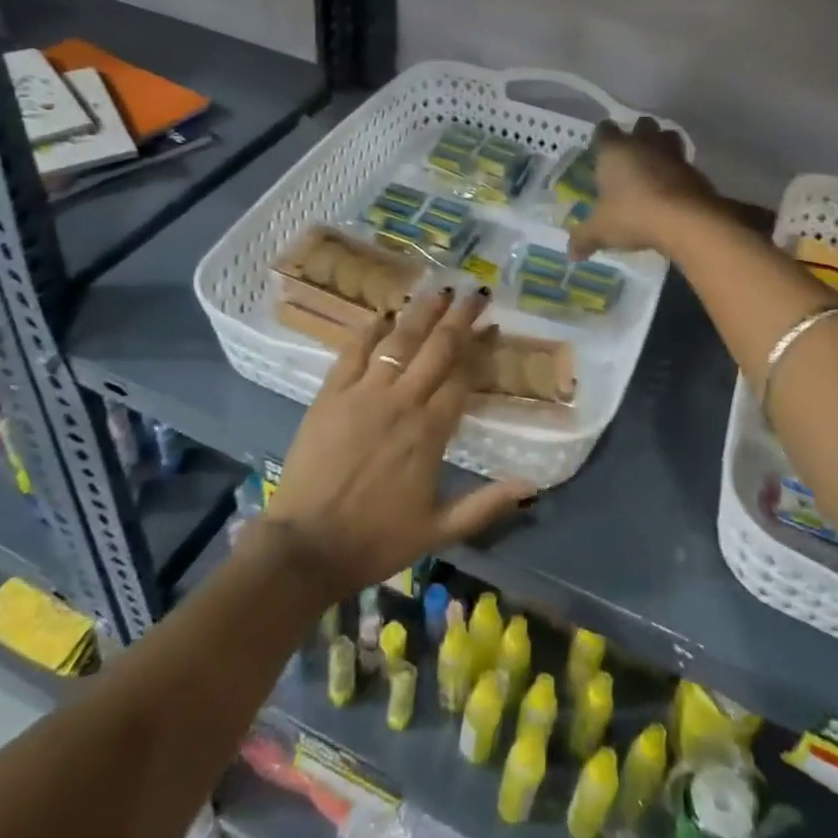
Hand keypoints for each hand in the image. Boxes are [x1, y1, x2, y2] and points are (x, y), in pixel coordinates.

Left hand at [260, 287, 534, 604]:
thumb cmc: (375, 540)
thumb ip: (486, 504)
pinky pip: (353, 351)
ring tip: (440, 289)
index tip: (493, 327)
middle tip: (476, 292)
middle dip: (460, 317)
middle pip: (437, 348)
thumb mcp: (438, 530)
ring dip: (422, 312)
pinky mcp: (331, 394)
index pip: (463, 377)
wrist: (305, 548)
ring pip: (399, 340)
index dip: (481, 349)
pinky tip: (382, 314)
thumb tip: (533, 487)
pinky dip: (369, 330)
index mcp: (430, 431)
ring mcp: (364, 393)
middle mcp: (402, 401)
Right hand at [568, 116, 720, 258]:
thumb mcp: (601, 230)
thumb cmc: (633, 215)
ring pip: (668, 136)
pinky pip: (684, 161)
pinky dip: (678, 170)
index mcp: (615, 150)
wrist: (685, 219)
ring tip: (655, 166)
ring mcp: (672, 153)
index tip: (600, 150)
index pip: (605, 129)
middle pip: (642, 124)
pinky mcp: (695, 168)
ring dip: (662, 146)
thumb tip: (572, 254)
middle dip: (637, 135)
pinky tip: (673, 188)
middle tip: (630, 156)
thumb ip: (584, 238)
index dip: (602, 137)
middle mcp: (643, 143)